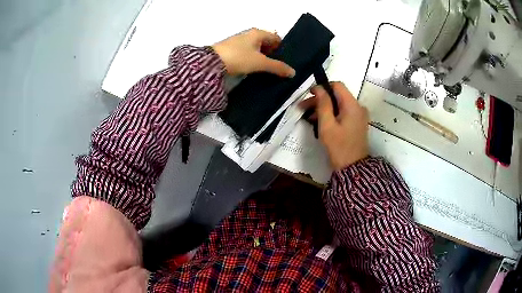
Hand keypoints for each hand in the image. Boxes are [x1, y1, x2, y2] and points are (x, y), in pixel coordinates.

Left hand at [212, 28, 294, 76]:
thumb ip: (277, 67)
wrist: (211, 63)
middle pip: (267, 43)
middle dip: (273, 54)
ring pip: (257, 49)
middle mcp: (249, 34)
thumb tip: (293, 73)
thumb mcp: (260, 63)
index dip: (283, 48)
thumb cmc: (239, 57)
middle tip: (279, 67)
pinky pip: (248, 53)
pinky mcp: (232, 50)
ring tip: (268, 71)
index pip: (276, 38)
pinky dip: (253, 60)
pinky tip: (254, 69)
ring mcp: (239, 42)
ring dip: (263, 58)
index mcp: (258, 33)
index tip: (286, 60)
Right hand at [302, 82, 368, 169]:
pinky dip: (332, 115)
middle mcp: (358, 107)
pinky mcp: (357, 123)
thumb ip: (323, 104)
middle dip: (320, 100)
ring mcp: (359, 116)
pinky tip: (320, 122)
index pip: (337, 85)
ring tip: (309, 117)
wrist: (352, 168)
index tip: (309, 95)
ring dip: (324, 108)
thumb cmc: (338, 147)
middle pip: (337, 95)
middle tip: (303, 108)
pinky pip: (343, 113)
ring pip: (339, 105)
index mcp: (352, 105)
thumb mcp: (327, 125)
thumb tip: (319, 88)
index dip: (322, 87)